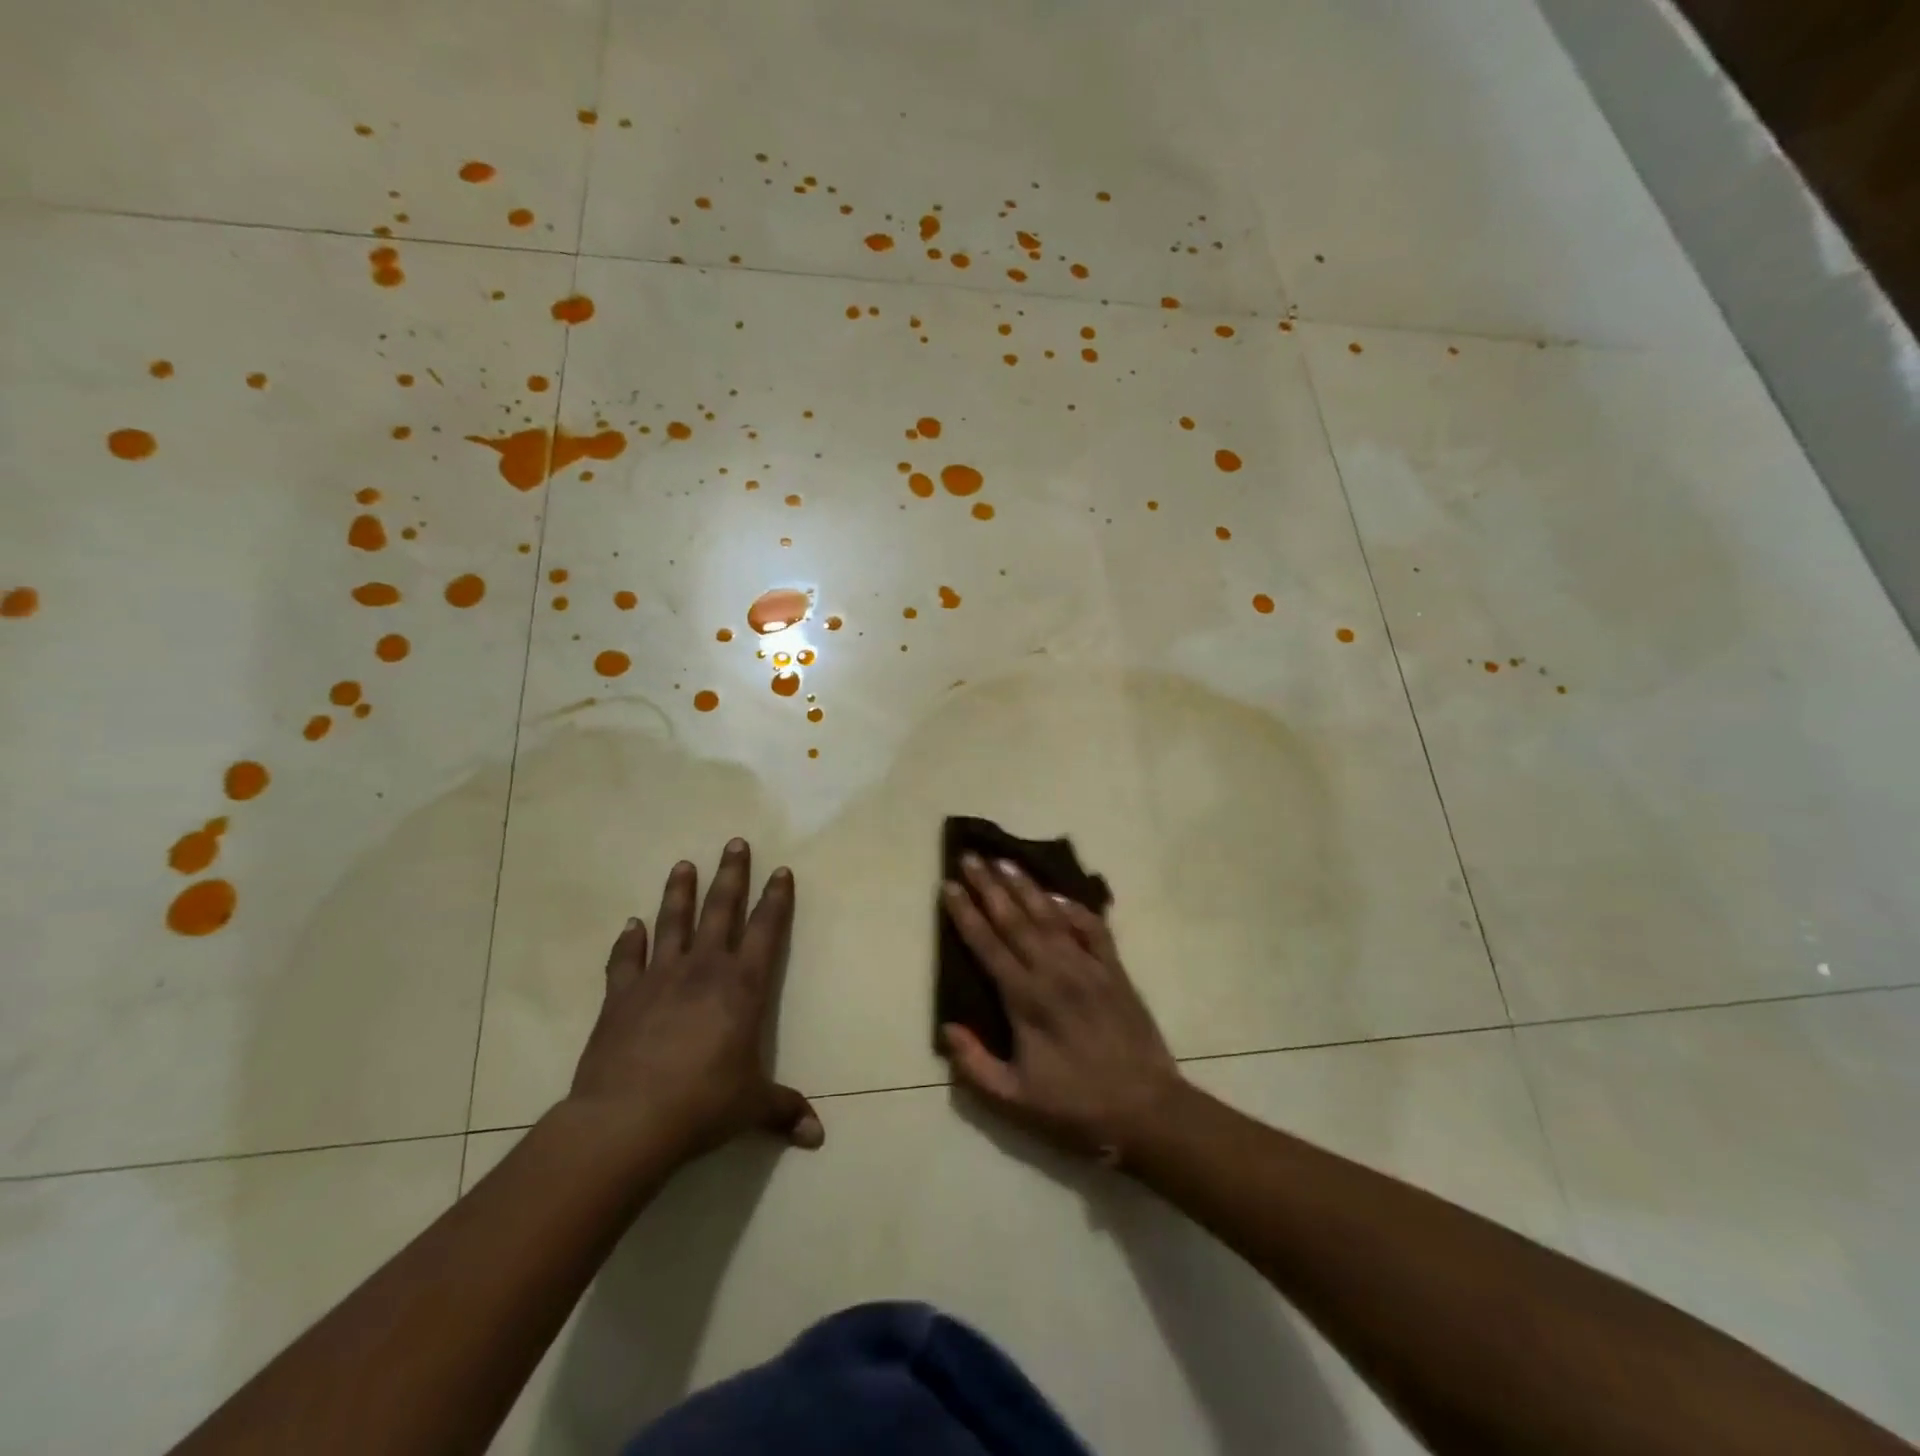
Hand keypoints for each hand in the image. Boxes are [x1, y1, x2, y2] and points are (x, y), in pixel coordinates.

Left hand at [568, 839, 822, 1162]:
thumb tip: (817, 1137)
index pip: (766, 931)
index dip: (776, 899)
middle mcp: (704, 969)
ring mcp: (659, 977)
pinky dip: (628, 940)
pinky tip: (631, 924)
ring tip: (683, 864)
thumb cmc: (703, 1105)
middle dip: (731, 875)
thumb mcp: (751, 1107)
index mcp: (742, 986)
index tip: (781, 871)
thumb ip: (784, 1111)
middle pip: (721, 910)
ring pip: (673, 922)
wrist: (627, 1120)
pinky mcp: (621, 996)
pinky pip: (626, 959)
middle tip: (735, 843)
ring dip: (679, 892)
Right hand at [940, 854, 1184, 1161]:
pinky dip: (1074, 908)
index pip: (987, 944)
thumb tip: (947, 1028)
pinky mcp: (1115, 970)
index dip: (965, 913)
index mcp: (1026, 1000)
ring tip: (1003, 861)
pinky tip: (1057, 896)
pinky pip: (1093, 928)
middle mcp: (1054, 972)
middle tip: (969, 857)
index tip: (948, 885)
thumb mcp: (1014, 1100)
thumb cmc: (1075, 1107)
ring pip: (1050, 915)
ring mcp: (1088, 967)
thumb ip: (975, 1065)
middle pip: (1014, 919)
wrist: (1146, 1111)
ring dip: (1025, 887)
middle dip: (988, 886)